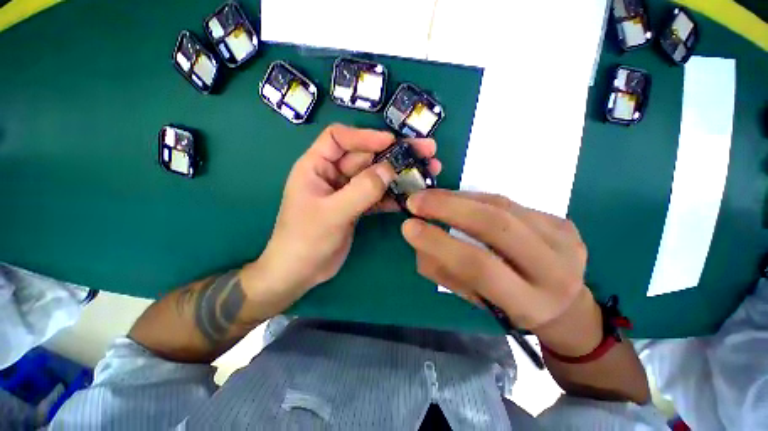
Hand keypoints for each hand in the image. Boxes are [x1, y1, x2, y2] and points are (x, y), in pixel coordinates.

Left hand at [241, 124, 440, 317]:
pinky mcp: (357, 207)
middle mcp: (333, 175)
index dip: (365, 136)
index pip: (339, 138)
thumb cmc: (306, 240)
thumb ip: (361, 191)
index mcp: (316, 166)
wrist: (301, 272)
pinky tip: (412, 196)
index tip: (392, 142)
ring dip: (399, 174)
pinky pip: (378, 196)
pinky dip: (394, 195)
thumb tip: (388, 170)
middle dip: (394, 154)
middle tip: (426, 151)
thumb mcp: (332, 214)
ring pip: (376, 176)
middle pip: (366, 156)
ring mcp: (347, 192)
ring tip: (428, 170)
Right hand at [402, 190, 602, 355]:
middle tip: (416, 201)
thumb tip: (419, 239)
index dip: (440, 243)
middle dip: (449, 208)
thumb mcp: (474, 299)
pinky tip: (456, 200)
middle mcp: (555, 269)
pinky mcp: (562, 221)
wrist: (562, 302)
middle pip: (496, 226)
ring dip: (458, 198)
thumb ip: (444, 271)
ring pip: (501, 206)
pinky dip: (474, 198)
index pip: (479, 267)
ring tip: (430, 197)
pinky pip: (508, 202)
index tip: (409, 227)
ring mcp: (564, 239)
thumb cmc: (510, 306)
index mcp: (528, 303)